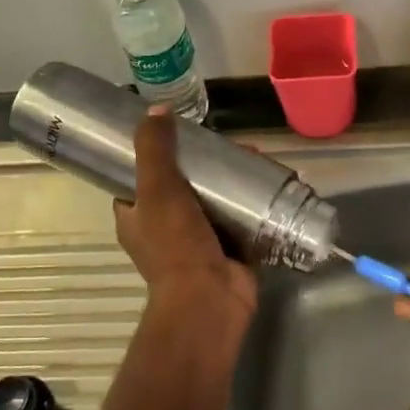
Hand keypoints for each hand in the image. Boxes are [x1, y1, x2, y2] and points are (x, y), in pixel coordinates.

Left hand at [113, 108, 256, 338]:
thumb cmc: (175, 245)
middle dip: (207, 164)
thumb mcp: (157, 189)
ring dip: (234, 180)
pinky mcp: (231, 250)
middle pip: (185, 185)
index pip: (140, 178)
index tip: (181, 133)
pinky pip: (242, 219)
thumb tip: (156, 109)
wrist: (209, 300)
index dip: (156, 154)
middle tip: (229, 143)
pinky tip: (272, 180)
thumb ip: (154, 149)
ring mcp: (199, 241)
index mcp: (137, 217)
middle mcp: (165, 229)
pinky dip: (255, 202)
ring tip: (255, 155)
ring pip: (215, 200)